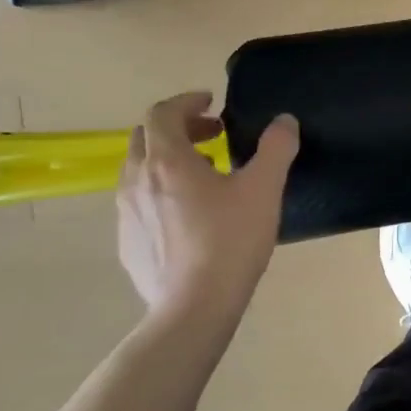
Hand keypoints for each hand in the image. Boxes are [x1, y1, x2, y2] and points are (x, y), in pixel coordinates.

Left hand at [117, 93, 299, 344]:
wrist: (193, 308)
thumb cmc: (230, 241)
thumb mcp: (264, 189)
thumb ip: (276, 148)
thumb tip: (284, 121)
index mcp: (167, 161)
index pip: (163, 113)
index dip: (187, 102)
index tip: (212, 104)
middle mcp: (136, 181)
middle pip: (145, 138)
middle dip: (178, 128)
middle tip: (213, 136)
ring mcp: (126, 215)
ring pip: (139, 171)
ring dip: (169, 161)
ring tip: (205, 174)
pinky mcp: (127, 244)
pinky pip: (139, 203)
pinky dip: (161, 193)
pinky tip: (190, 216)